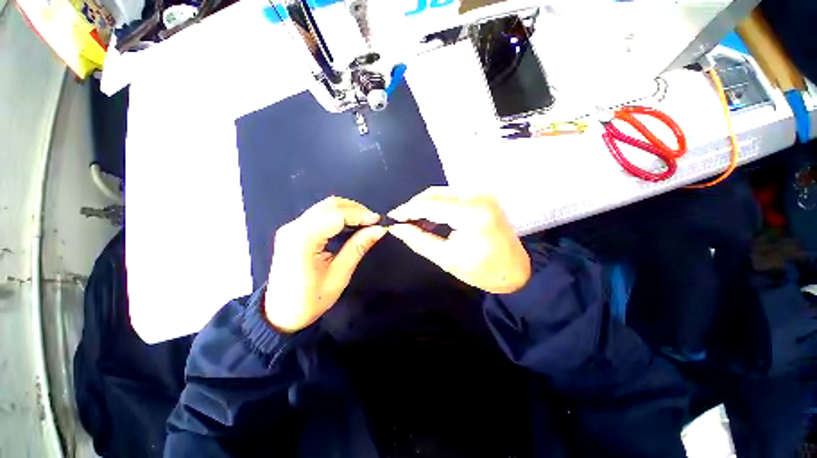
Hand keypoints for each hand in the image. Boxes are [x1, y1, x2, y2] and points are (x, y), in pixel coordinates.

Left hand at [264, 197, 386, 331]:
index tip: (379, 221)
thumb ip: (358, 247)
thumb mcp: (339, 275)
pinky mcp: (293, 231)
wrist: (280, 314)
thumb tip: (379, 229)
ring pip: (325, 207)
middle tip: (373, 222)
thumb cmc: (311, 300)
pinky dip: (338, 215)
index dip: (361, 214)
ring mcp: (292, 227)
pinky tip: (349, 225)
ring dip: (347, 210)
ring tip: (365, 222)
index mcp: (303, 239)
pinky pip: (319, 214)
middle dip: (356, 209)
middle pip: (330, 205)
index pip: (337, 215)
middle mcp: (294, 227)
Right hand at [388, 187, 530, 293]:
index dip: (407, 210)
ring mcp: (482, 194)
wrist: (514, 271)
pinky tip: (430, 218)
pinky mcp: (483, 197)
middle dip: (415, 206)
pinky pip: (452, 196)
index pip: (430, 205)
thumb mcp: (446, 259)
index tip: (391, 218)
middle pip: (435, 194)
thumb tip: (396, 228)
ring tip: (413, 222)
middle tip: (401, 221)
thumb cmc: (482, 271)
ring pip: (442, 192)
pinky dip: (438, 205)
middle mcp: (477, 197)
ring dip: (425, 205)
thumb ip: (418, 240)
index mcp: (471, 214)